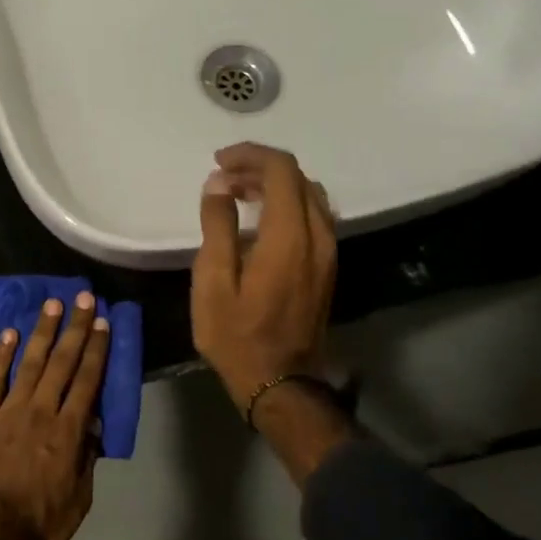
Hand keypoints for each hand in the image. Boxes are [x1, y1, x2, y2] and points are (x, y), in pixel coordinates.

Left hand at [0, 292, 109, 539]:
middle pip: (62, 362)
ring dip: (42, 331)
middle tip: (84, 298)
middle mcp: (41, 411)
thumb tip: (93, 425)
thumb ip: (86, 460)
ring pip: (30, 361)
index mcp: (68, 432)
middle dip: (76, 328)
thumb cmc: (37, 524)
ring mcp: (9, 410)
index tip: (104, 323)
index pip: (87, 381)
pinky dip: (2, 354)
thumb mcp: (78, 501)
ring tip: (52, 304)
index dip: (97, 350)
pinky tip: (10, 333)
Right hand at [191, 143, 336, 412]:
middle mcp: (318, 236)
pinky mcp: (327, 267)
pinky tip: (259, 219)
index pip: (281, 170)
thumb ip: (217, 226)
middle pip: (297, 178)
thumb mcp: (212, 281)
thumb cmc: (237, 335)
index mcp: (289, 237)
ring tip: (237, 194)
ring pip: (309, 196)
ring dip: (274, 185)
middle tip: (222, 179)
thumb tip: (218, 184)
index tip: (219, 162)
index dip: (250, 155)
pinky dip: (286, 204)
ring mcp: (328, 253)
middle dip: (259, 168)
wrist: (280, 383)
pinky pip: (313, 216)